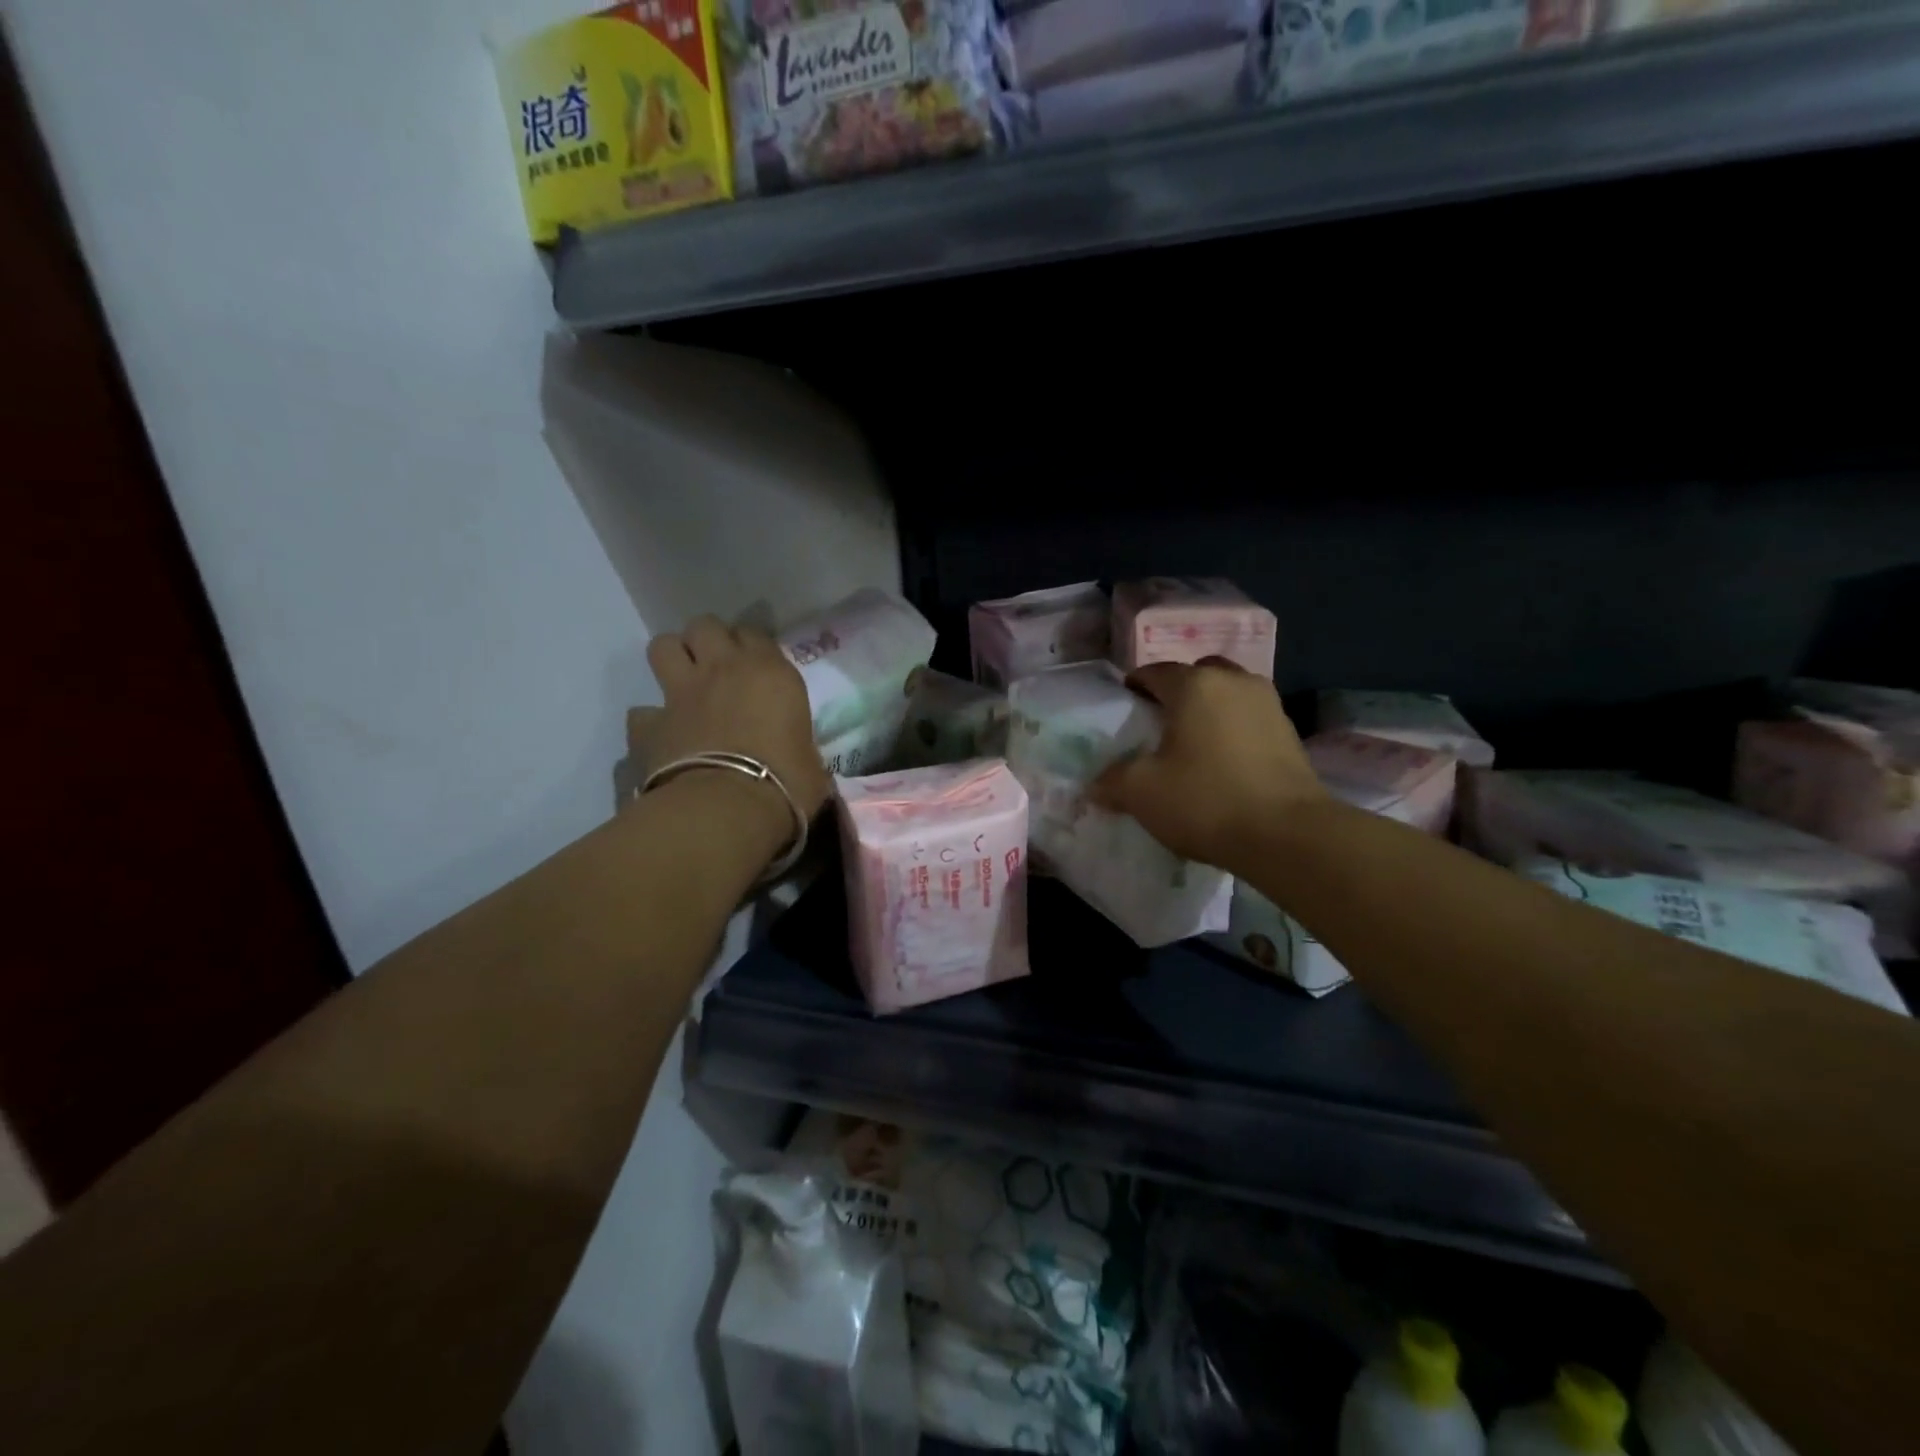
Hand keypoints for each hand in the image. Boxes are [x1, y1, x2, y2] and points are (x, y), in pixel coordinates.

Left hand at [627, 616, 830, 838]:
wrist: (728, 808)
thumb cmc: (786, 783)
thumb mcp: (811, 762)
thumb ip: (801, 748)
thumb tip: (801, 761)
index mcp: (770, 673)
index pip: (755, 634)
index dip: (753, 647)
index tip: (757, 666)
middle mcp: (723, 670)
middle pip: (705, 626)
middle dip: (708, 640)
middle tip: (717, 666)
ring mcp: (681, 693)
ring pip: (663, 646)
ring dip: (672, 658)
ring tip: (683, 681)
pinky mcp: (650, 724)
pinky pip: (642, 712)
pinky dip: (650, 720)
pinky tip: (662, 734)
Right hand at [1090, 658, 1327, 871]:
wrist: (1287, 834)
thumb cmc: (1205, 800)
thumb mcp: (1141, 792)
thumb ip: (1112, 781)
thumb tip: (1095, 785)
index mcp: (1194, 685)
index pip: (1155, 671)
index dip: (1135, 686)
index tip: (1125, 707)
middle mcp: (1234, 682)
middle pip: (1197, 674)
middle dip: (1177, 692)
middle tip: (1161, 722)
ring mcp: (1268, 704)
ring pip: (1228, 693)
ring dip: (1209, 708)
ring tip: (1194, 742)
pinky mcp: (1290, 732)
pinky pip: (1250, 717)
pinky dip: (1233, 728)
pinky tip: (1224, 760)